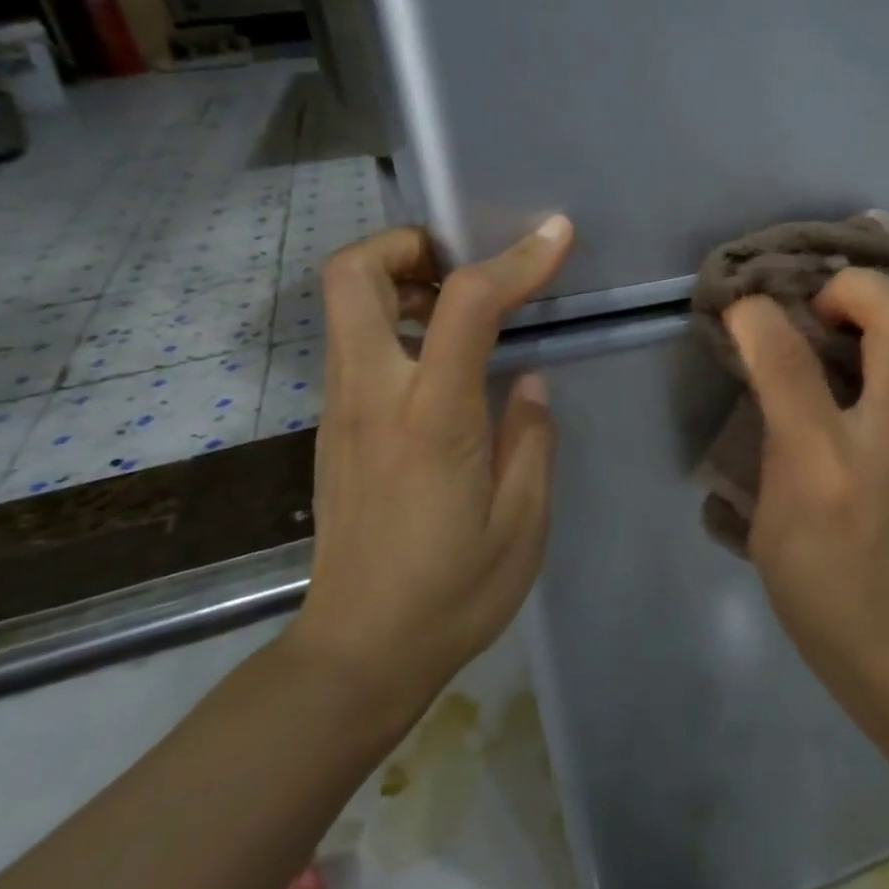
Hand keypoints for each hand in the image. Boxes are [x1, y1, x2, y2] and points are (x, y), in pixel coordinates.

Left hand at [287, 217, 574, 722]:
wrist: (358, 653)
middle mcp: (372, 396)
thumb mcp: (523, 523)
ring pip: (344, 305)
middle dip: (408, 245)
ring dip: (399, 280)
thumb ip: (531, 438)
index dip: (515, 259)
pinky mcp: (333, 429)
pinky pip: (353, 344)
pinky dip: (393, 321)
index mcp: (431, 418)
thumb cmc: (453, 593)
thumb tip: (527, 380)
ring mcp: (341, 410)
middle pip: (352, 274)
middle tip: (464, 264)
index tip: (556, 236)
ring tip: (460, 308)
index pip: (466, 305)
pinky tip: (440, 361)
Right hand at [725, 271, 888, 746]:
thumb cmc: (824, 595)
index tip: (742, 308)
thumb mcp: (768, 524)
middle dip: (852, 287)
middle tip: (823, 312)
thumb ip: (771, 441)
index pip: (788, 361)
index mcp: (825, 467)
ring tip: (870, 326)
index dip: (756, 317)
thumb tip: (774, 374)